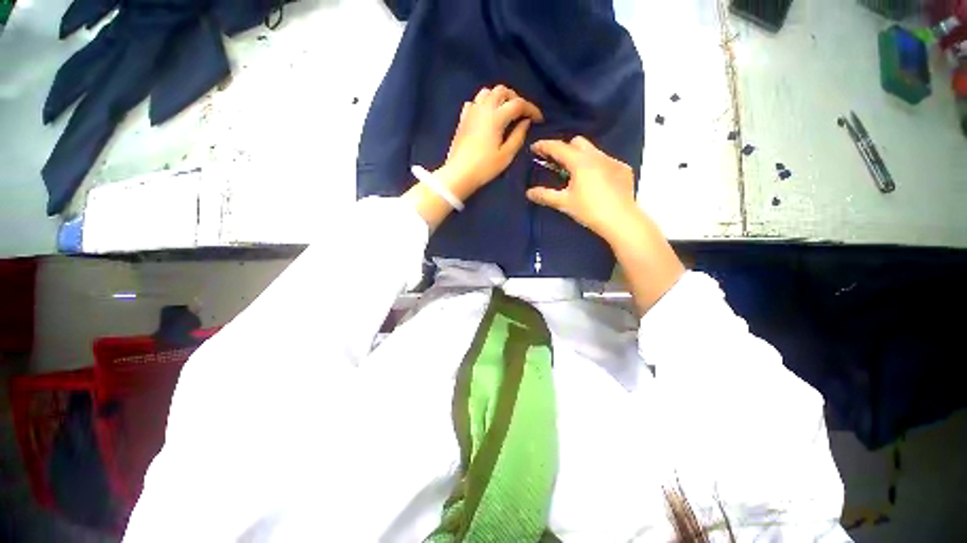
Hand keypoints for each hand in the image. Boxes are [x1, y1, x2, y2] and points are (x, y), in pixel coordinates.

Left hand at [436, 85, 543, 199]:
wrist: (459, 174)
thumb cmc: (485, 167)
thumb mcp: (506, 155)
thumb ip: (518, 136)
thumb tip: (526, 122)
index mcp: (496, 116)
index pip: (518, 104)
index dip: (531, 109)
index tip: (539, 119)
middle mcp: (483, 108)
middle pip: (502, 91)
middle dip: (516, 99)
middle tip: (522, 113)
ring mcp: (471, 111)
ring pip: (487, 92)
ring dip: (499, 97)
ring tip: (505, 111)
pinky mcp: (463, 119)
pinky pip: (474, 102)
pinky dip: (484, 103)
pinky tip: (487, 115)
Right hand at [526, 136, 637, 242]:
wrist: (620, 220)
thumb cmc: (589, 210)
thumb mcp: (564, 203)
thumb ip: (545, 195)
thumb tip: (529, 192)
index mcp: (580, 162)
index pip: (559, 147)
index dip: (544, 146)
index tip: (534, 148)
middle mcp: (597, 156)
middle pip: (577, 142)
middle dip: (565, 148)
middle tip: (557, 163)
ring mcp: (612, 161)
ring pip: (593, 150)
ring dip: (581, 156)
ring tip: (576, 174)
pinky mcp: (623, 169)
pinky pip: (606, 161)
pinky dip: (596, 166)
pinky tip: (596, 182)